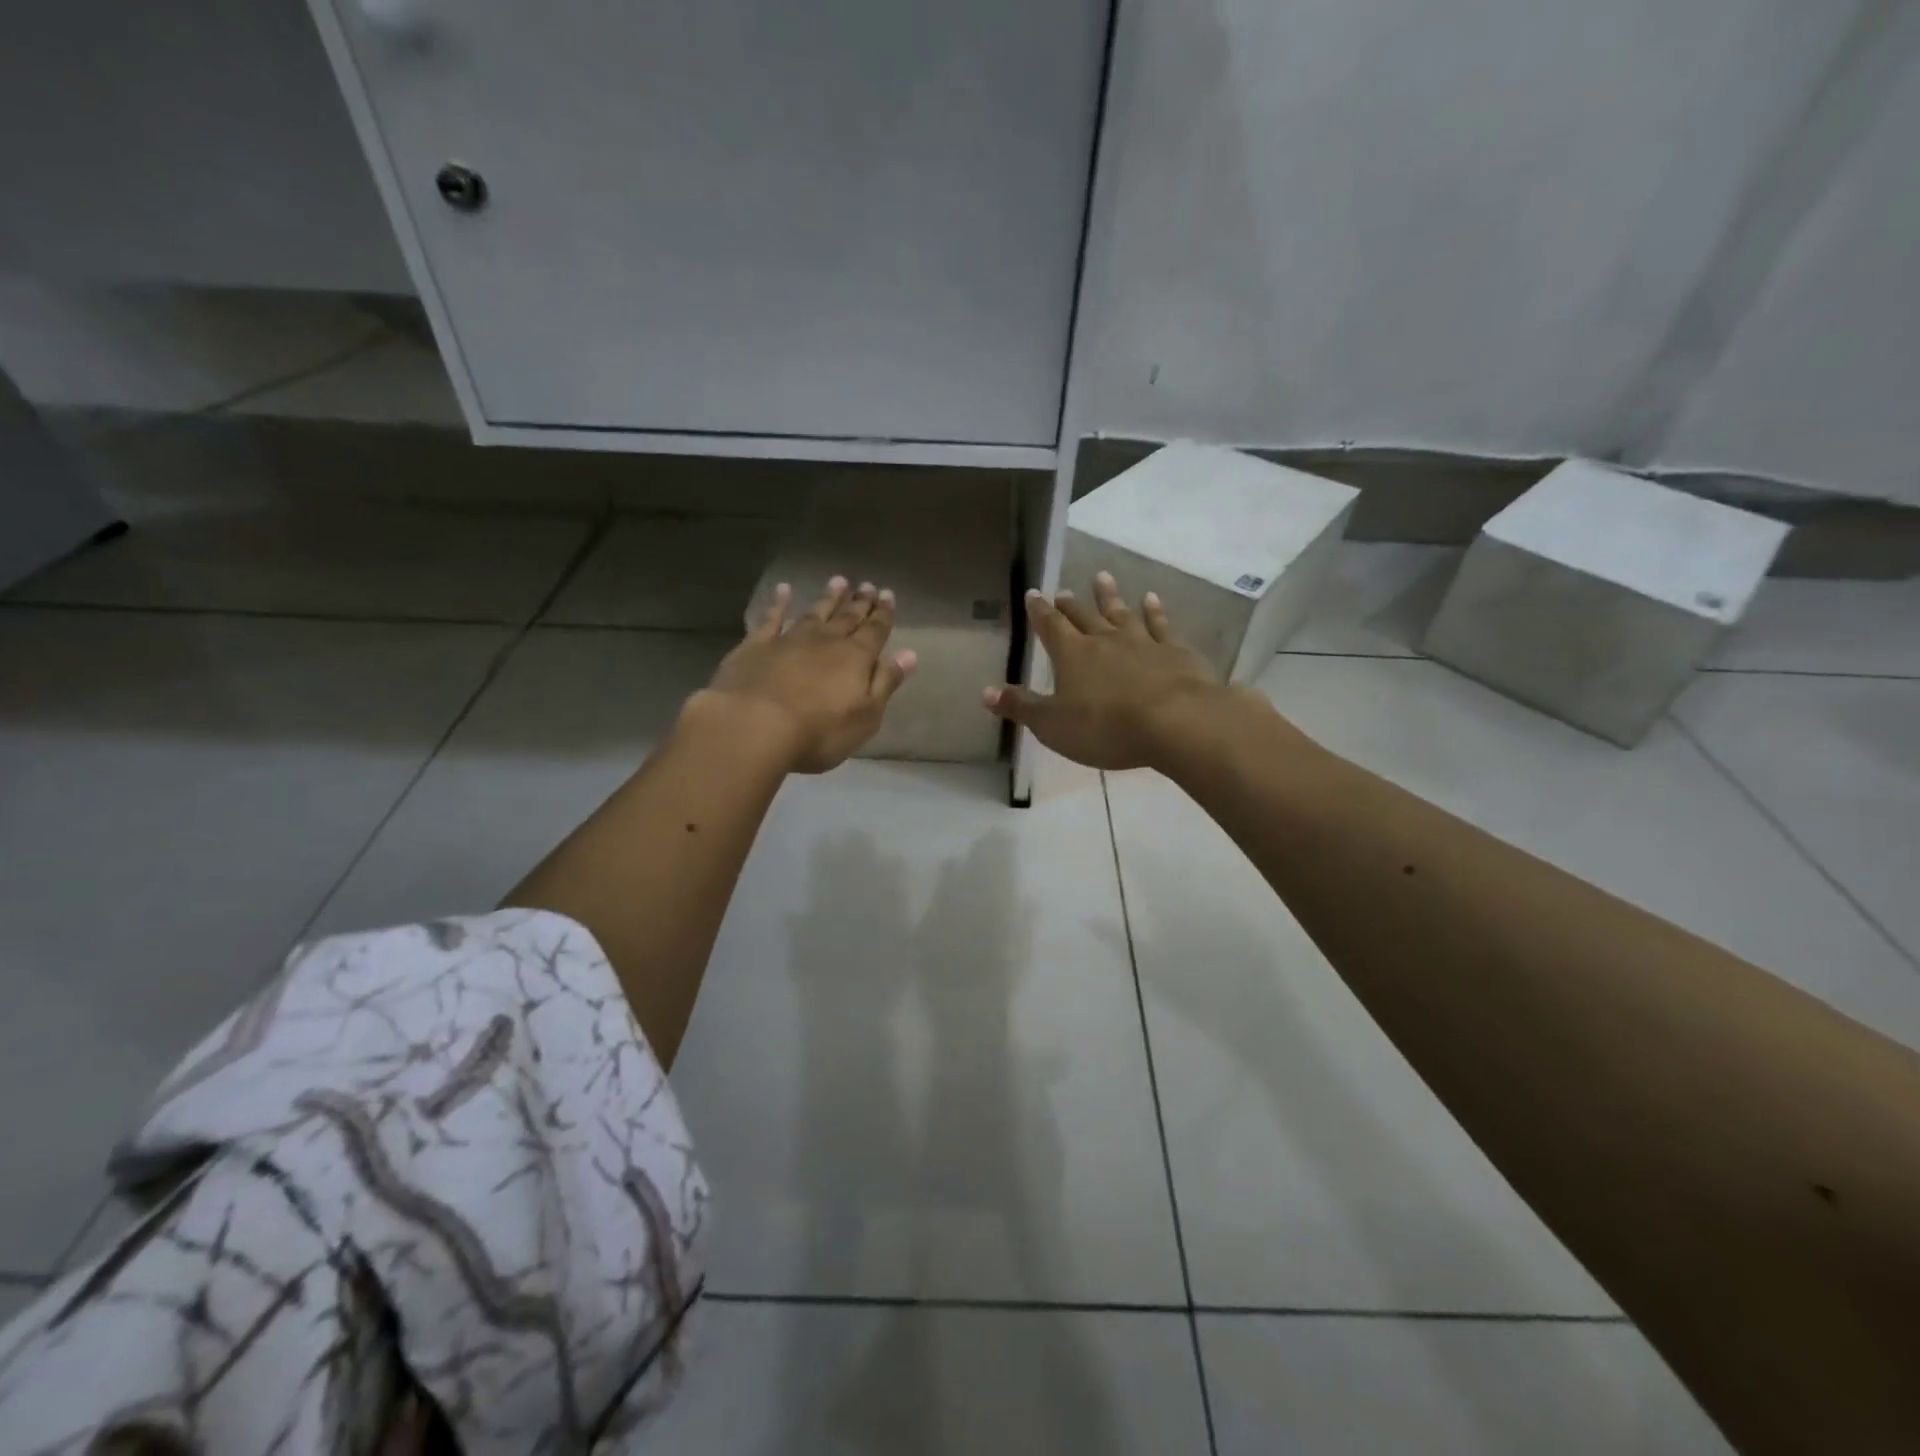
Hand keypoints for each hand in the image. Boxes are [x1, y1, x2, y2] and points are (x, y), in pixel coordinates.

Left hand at [699, 577, 916, 773]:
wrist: (754, 726)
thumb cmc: (819, 730)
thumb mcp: (866, 715)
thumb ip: (886, 682)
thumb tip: (909, 654)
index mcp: (856, 658)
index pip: (875, 631)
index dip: (883, 614)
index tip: (888, 595)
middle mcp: (826, 641)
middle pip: (847, 618)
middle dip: (860, 603)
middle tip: (868, 585)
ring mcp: (789, 640)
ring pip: (815, 613)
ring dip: (828, 598)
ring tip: (839, 581)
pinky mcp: (756, 646)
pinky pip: (771, 618)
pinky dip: (779, 603)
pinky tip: (784, 590)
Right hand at [982, 571, 1227, 769]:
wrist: (1176, 722)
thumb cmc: (1106, 727)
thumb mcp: (1053, 725)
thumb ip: (1021, 707)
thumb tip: (985, 692)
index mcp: (1072, 654)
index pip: (1050, 626)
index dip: (1039, 611)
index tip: (1033, 594)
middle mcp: (1105, 639)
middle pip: (1083, 616)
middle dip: (1070, 605)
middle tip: (1063, 591)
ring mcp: (1142, 642)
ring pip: (1121, 612)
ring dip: (1109, 596)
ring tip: (1102, 577)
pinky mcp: (1175, 652)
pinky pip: (1161, 625)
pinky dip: (1154, 610)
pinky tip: (1151, 599)